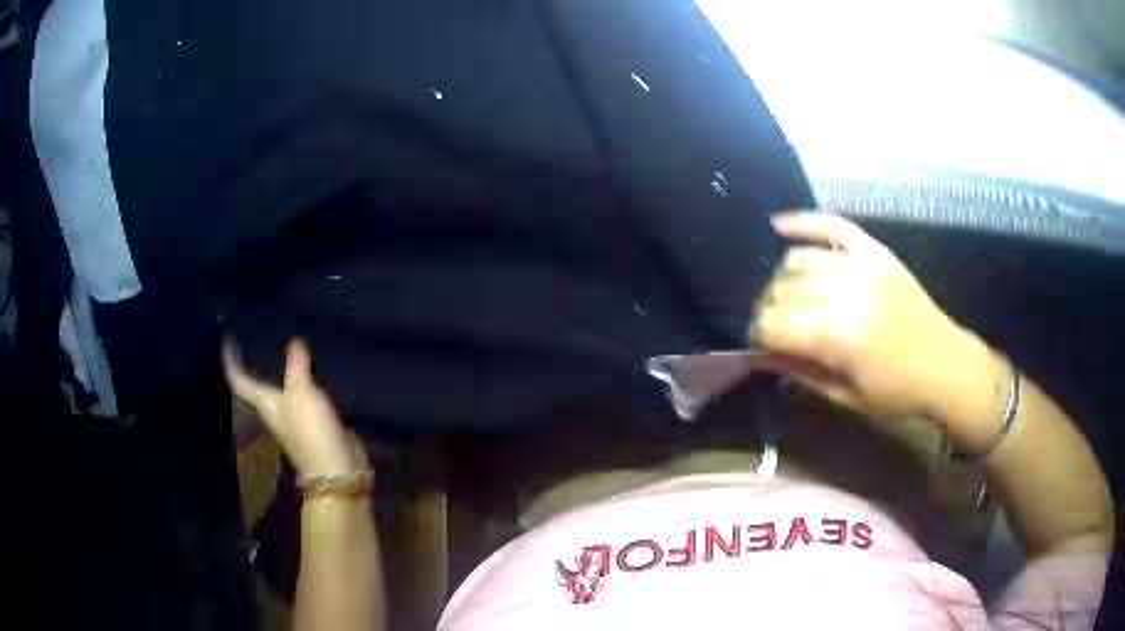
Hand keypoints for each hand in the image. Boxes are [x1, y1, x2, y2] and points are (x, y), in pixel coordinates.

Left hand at [223, 338, 365, 477]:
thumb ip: (296, 365)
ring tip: (288, 342)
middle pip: (259, 382)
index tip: (226, 340)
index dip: (230, 361)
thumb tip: (295, 341)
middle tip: (258, 334)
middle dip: (256, 361)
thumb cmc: (310, 430)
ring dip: (284, 368)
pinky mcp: (317, 421)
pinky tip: (316, 367)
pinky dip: (308, 379)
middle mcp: (276, 408)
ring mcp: (296, 416)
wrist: (338, 467)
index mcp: (265, 403)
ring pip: (285, 386)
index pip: (239, 380)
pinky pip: (308, 394)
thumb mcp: (301, 392)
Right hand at [751, 212, 969, 416]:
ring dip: (782, 277)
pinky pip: (833, 226)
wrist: (944, 364)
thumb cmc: (895, 390)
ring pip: (799, 259)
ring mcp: (863, 266)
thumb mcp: (844, 395)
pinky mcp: (876, 251)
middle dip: (768, 309)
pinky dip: (804, 222)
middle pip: (783, 290)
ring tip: (785, 296)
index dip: (758, 335)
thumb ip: (799, 372)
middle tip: (772, 325)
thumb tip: (757, 357)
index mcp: (839, 337)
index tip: (758, 345)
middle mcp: (848, 293)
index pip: (775, 324)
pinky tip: (779, 224)